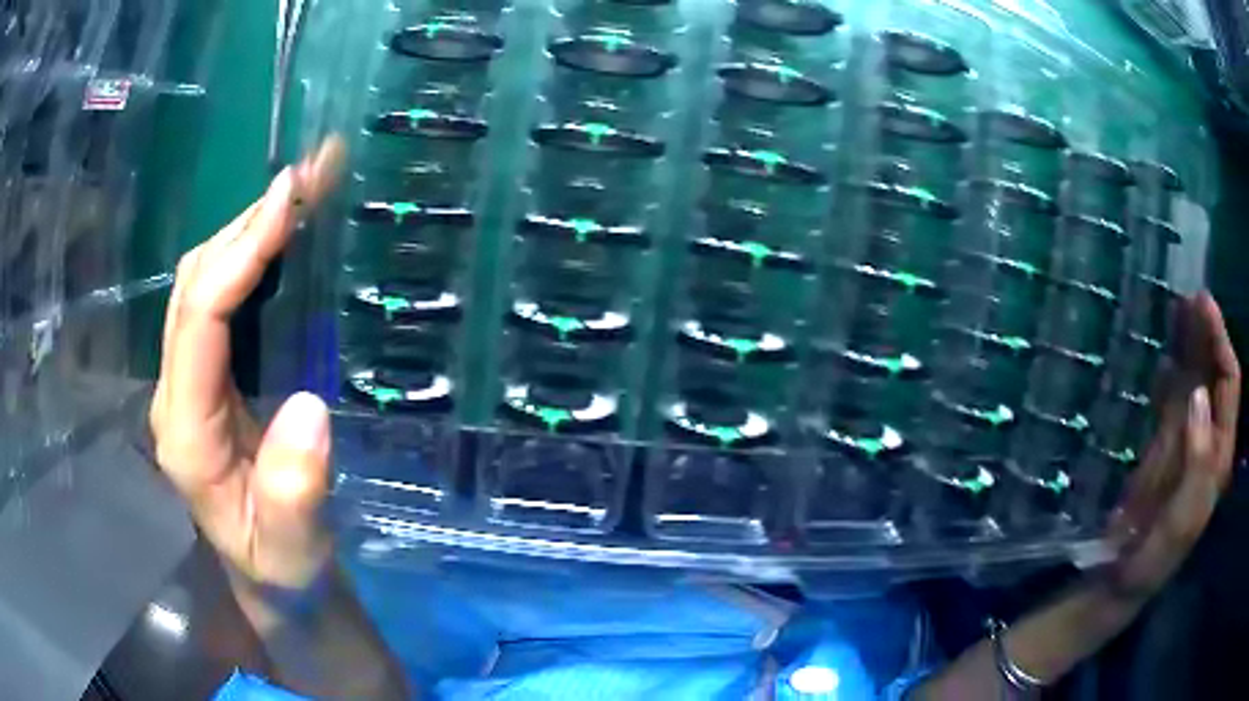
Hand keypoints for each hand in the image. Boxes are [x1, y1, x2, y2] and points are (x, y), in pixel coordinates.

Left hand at [150, 137, 345, 590]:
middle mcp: (177, 392)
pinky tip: (288, 232)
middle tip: (311, 174)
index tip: (290, 202)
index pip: (198, 322)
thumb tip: (309, 409)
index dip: (239, 256)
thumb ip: (295, 497)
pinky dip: (253, 252)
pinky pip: (222, 296)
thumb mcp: (295, 551)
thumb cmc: (282, 568)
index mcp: (187, 434)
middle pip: (193, 284)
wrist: (269, 574)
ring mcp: (189, 378)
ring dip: (250, 226)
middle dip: (247, 221)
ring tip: (307, 186)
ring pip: (203, 279)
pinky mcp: (210, 372)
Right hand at [1104, 291, 1240, 600]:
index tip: (1204, 304)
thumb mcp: (1182, 520)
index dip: (1220, 342)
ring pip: (1194, 379)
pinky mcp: (1164, 445)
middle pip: (1213, 374)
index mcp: (1218, 454)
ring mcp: (1186, 440)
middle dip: (1206, 333)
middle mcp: (1208, 439)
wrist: (1121, 581)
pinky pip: (1173, 397)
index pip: (1229, 384)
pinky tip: (1166, 352)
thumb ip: (1198, 464)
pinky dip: (1171, 370)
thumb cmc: (1155, 557)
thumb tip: (1199, 396)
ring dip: (1189, 344)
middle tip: (1190, 295)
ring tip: (1177, 308)